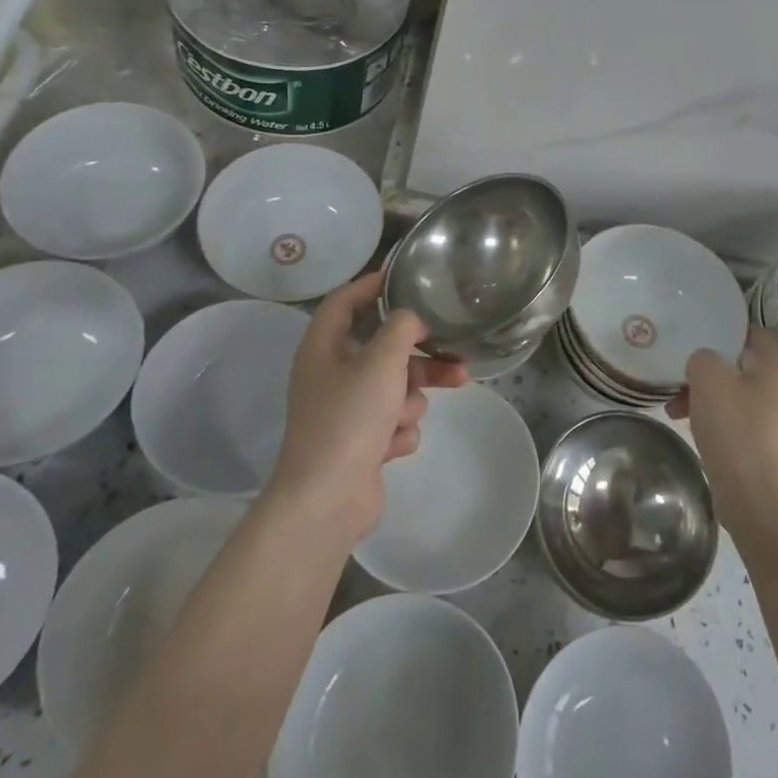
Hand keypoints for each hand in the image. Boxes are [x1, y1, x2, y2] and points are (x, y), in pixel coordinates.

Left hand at [267, 273, 468, 544]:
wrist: (327, 501)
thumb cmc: (349, 419)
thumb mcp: (381, 361)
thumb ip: (402, 328)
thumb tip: (412, 318)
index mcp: (324, 347)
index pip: (345, 300)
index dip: (372, 284)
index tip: (405, 276)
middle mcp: (331, 373)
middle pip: (383, 347)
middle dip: (418, 354)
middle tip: (454, 351)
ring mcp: (346, 410)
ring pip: (395, 385)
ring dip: (410, 398)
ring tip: (410, 415)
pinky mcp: (361, 441)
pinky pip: (392, 420)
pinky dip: (397, 431)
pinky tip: (390, 447)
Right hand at [669, 327, 777, 539]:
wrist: (761, 504)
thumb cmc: (737, 432)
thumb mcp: (708, 380)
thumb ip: (703, 358)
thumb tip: (707, 365)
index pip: (753, 333)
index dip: (723, 334)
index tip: (695, 343)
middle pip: (745, 368)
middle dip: (710, 375)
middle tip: (681, 384)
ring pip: (744, 398)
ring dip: (712, 400)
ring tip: (677, 413)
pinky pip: (749, 425)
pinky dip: (725, 424)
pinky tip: (700, 436)